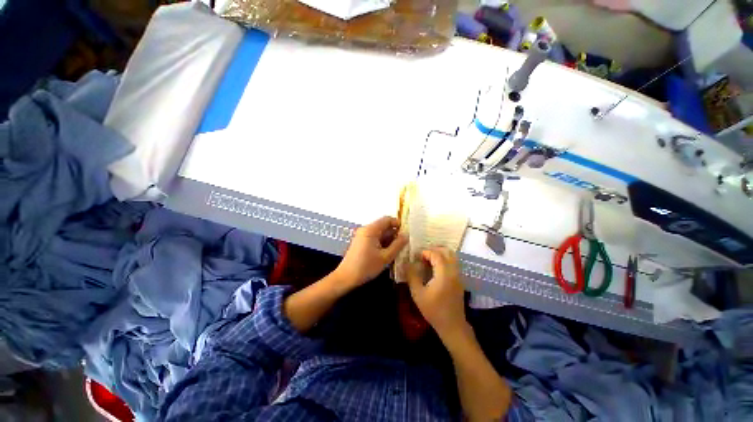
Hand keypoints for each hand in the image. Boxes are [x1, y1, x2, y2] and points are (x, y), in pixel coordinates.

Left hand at [334, 216, 407, 288]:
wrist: (346, 278)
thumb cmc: (366, 267)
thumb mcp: (385, 257)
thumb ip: (397, 245)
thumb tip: (406, 235)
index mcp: (371, 229)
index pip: (387, 219)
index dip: (398, 224)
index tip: (406, 234)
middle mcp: (366, 229)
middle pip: (383, 226)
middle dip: (394, 234)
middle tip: (404, 244)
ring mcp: (362, 236)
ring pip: (380, 233)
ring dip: (389, 240)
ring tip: (398, 250)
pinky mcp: (361, 242)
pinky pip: (374, 239)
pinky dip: (382, 243)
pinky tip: (388, 253)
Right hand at [406, 247, 468, 340]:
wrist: (452, 326)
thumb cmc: (434, 310)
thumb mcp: (418, 294)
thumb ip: (412, 276)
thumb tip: (407, 263)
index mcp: (444, 274)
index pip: (437, 255)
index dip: (426, 252)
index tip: (416, 256)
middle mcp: (454, 272)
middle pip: (447, 252)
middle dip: (434, 249)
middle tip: (423, 254)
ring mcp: (458, 276)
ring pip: (452, 256)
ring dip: (440, 254)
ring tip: (428, 259)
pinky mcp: (459, 280)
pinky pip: (453, 263)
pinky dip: (444, 260)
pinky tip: (435, 267)